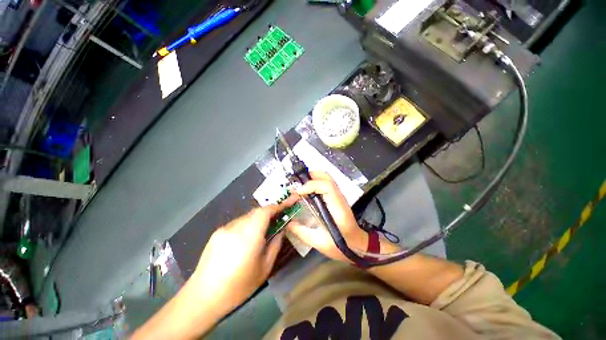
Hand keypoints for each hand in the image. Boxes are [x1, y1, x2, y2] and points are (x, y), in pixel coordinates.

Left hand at [191, 196, 296, 313]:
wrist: (203, 297)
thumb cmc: (238, 286)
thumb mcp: (265, 268)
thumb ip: (276, 244)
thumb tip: (282, 230)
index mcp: (249, 236)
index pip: (265, 211)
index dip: (277, 207)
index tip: (286, 206)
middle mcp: (236, 227)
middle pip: (256, 212)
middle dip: (268, 213)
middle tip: (277, 220)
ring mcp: (225, 228)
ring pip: (247, 216)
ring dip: (257, 219)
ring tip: (262, 231)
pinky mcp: (217, 232)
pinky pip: (238, 222)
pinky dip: (247, 224)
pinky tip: (246, 239)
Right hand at [287, 172, 369, 262]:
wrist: (357, 245)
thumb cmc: (341, 246)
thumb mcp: (319, 242)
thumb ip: (302, 232)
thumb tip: (288, 223)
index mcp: (337, 208)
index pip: (327, 187)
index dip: (311, 186)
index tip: (298, 193)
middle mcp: (339, 198)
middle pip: (327, 177)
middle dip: (310, 176)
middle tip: (297, 184)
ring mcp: (339, 196)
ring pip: (327, 178)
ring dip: (313, 177)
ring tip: (300, 185)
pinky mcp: (337, 198)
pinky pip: (326, 183)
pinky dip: (316, 182)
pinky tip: (307, 190)